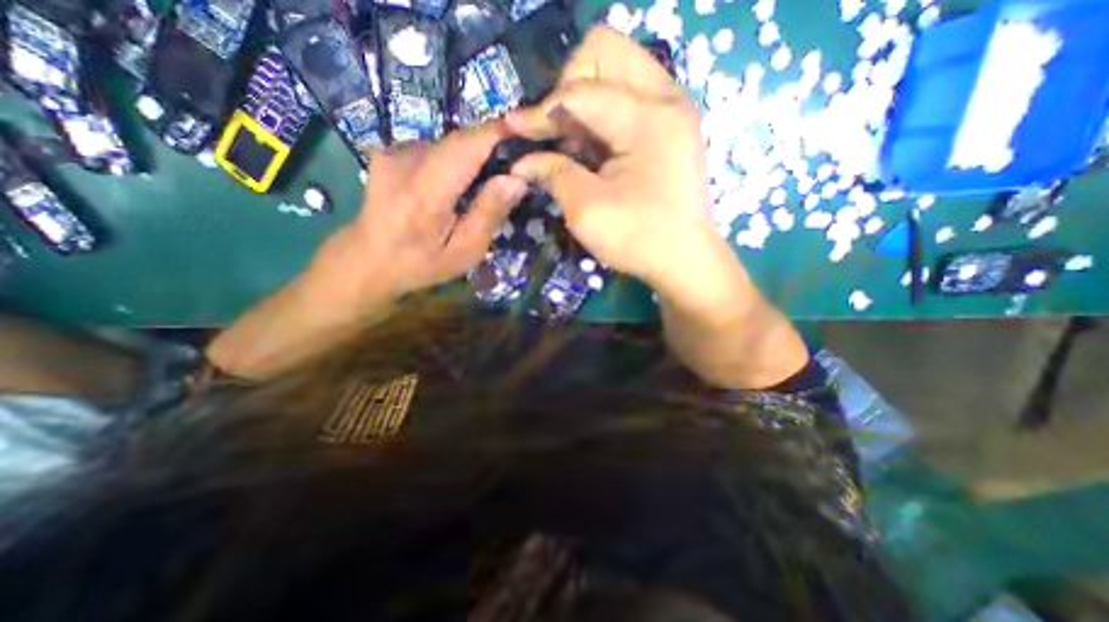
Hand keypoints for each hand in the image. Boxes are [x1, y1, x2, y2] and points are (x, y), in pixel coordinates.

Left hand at [319, 119, 528, 306]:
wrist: (366, 260)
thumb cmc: (420, 263)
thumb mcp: (464, 251)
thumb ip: (489, 214)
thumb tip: (516, 179)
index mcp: (425, 193)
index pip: (466, 146)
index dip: (497, 133)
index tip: (525, 132)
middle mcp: (405, 161)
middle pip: (459, 142)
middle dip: (489, 150)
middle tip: (510, 172)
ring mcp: (393, 152)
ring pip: (448, 145)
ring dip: (470, 159)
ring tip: (480, 187)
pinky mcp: (390, 152)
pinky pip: (434, 149)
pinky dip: (452, 163)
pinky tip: (453, 187)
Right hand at [504, 25, 720, 293]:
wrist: (684, 260)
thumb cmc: (638, 239)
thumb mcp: (587, 210)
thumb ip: (553, 174)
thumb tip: (520, 161)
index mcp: (648, 119)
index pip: (580, 92)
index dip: (540, 111)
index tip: (512, 129)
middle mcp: (666, 98)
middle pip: (604, 52)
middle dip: (567, 86)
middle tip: (555, 130)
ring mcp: (671, 109)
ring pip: (616, 69)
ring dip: (583, 99)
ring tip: (569, 142)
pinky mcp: (668, 125)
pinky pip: (627, 95)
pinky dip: (600, 113)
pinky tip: (589, 146)